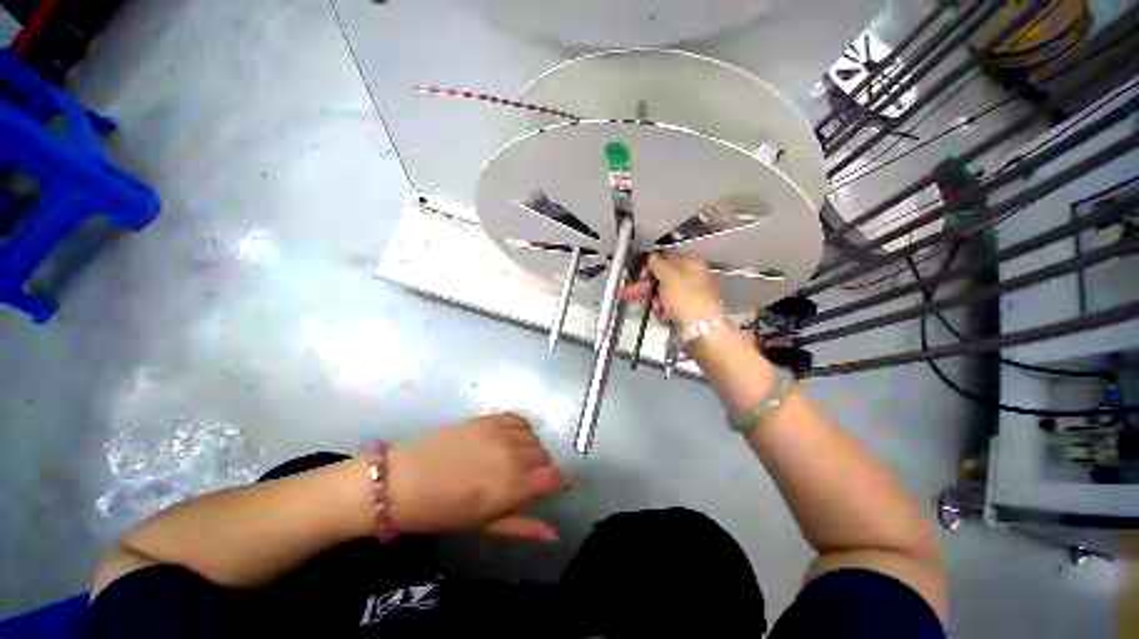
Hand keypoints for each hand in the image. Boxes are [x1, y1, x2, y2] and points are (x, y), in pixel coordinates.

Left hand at [388, 414, 565, 541]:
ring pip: (534, 437)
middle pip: (544, 455)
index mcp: (514, 486)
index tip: (548, 487)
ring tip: (511, 459)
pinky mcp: (489, 418)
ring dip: (529, 449)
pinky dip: (521, 429)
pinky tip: (508, 439)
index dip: (555, 483)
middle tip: (520, 478)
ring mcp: (501, 432)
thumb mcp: (485, 524)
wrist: (403, 481)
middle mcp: (514, 454)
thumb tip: (553, 534)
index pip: (554, 477)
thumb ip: (523, 526)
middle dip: (539, 468)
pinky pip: (518, 419)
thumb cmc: (443, 511)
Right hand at [621, 253, 724, 327]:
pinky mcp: (686, 313)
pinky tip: (662, 315)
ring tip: (656, 308)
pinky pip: (668, 309)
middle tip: (633, 292)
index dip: (652, 266)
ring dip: (655, 301)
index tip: (642, 274)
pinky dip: (662, 312)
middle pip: (663, 279)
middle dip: (648, 287)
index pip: (667, 259)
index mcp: (691, 265)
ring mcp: (689, 297)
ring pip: (663, 295)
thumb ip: (658, 263)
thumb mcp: (668, 275)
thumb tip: (653, 256)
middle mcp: (692, 279)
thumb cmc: (689, 300)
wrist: (701, 330)